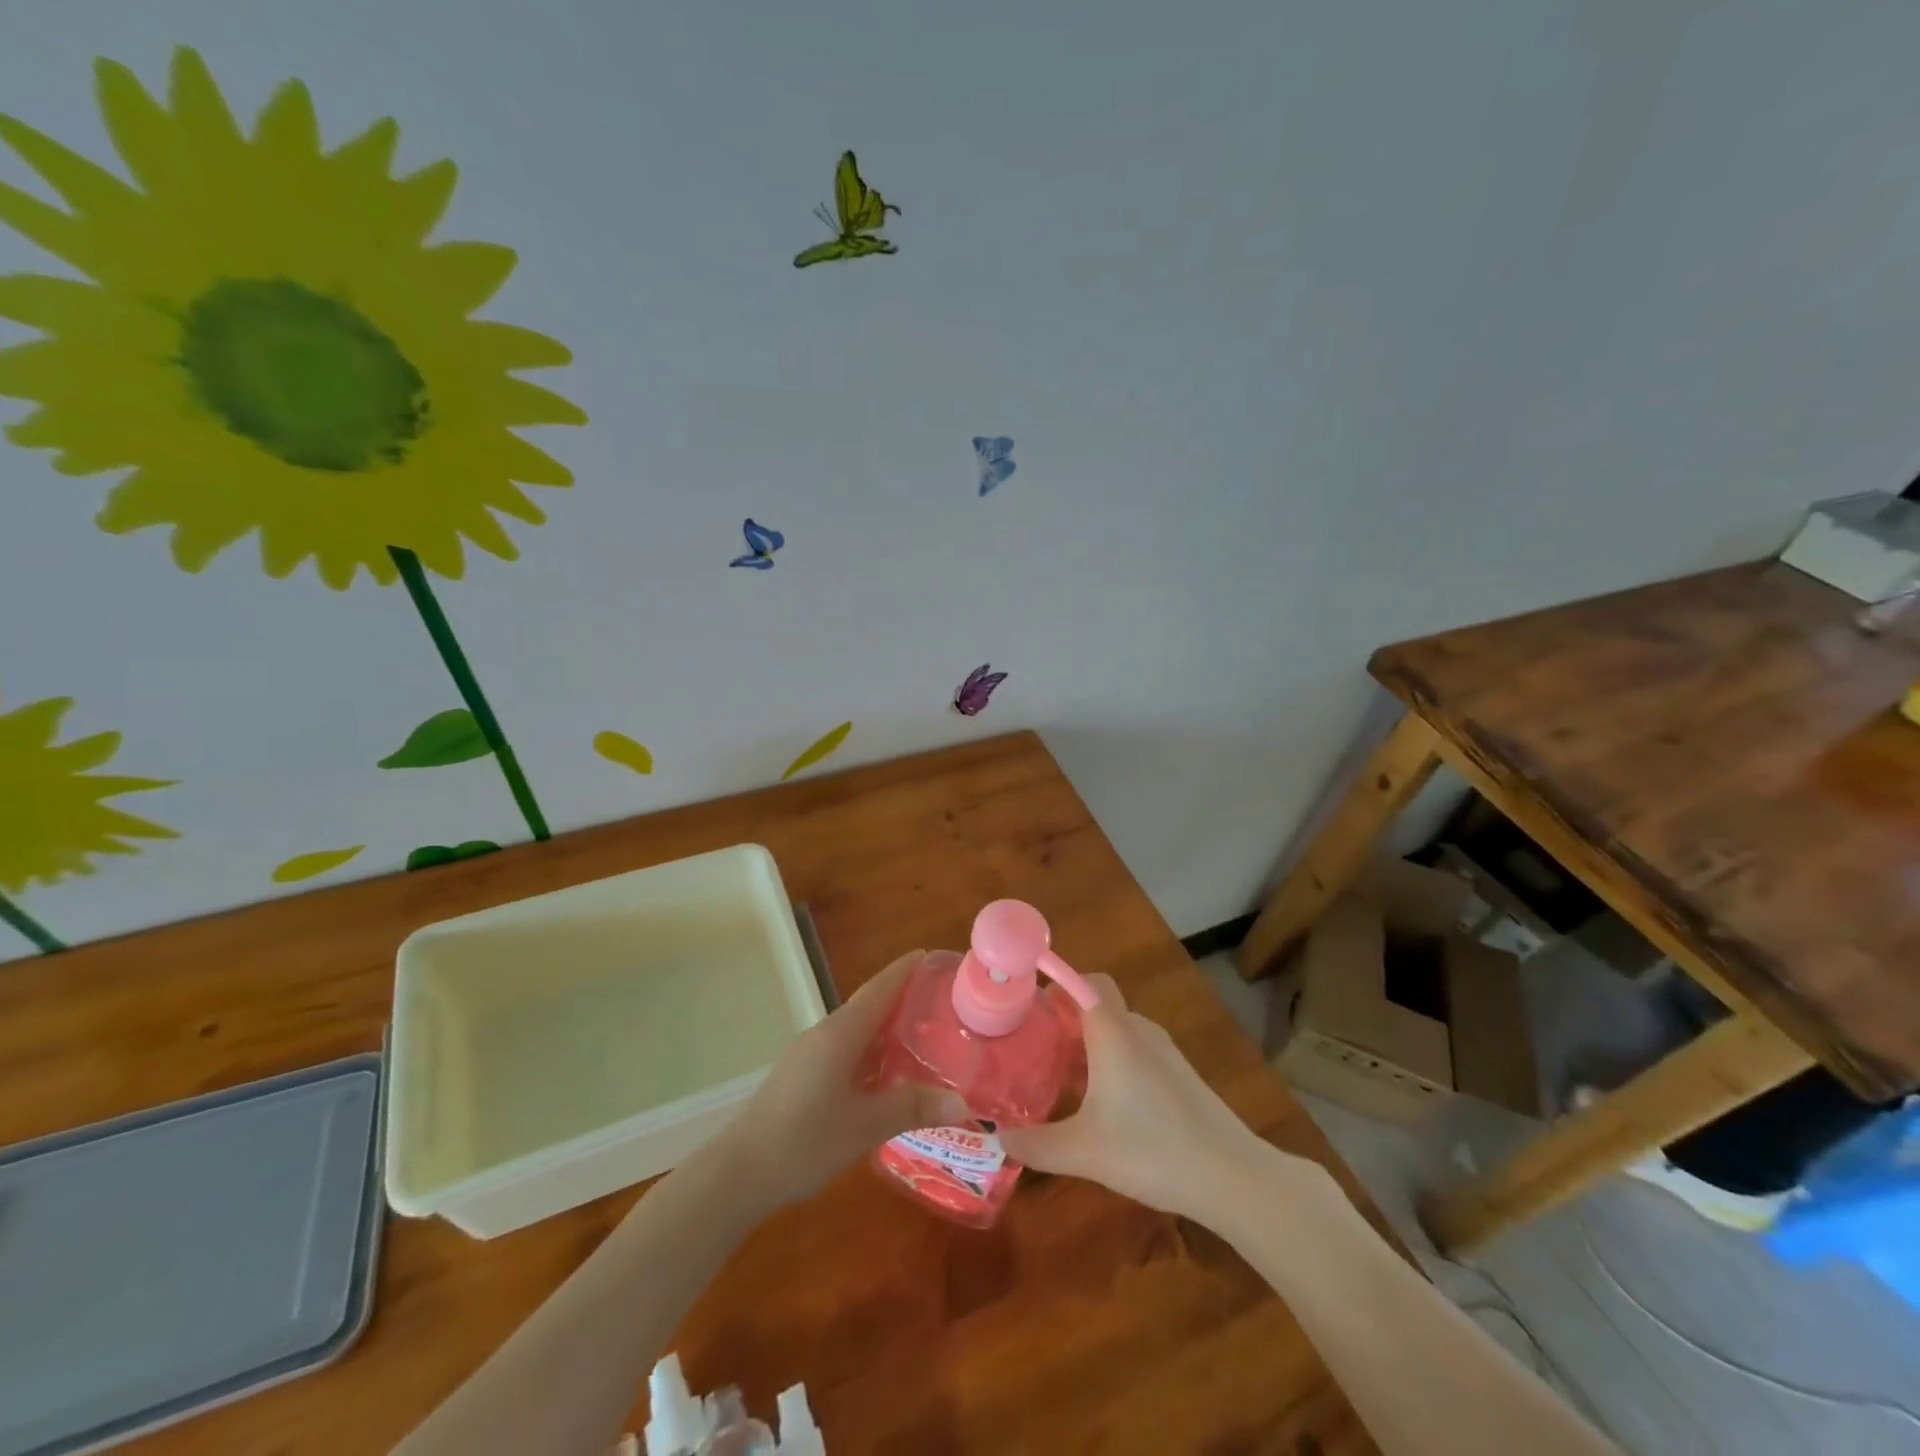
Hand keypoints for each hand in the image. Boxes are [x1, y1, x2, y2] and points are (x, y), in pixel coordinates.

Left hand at [714, 949, 967, 1211]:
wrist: (738, 1173)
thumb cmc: (804, 1141)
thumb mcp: (864, 1126)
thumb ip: (911, 1108)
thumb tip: (962, 1102)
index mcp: (840, 1034)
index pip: (879, 989)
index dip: (904, 970)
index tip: (930, 954)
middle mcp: (825, 1034)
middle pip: (869, 1005)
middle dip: (902, 998)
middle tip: (940, 999)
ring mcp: (810, 1054)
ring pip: (856, 1030)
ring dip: (886, 1028)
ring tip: (922, 1034)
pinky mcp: (802, 1075)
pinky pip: (845, 1050)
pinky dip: (871, 1051)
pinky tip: (887, 1073)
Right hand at [997, 974, 1277, 1220]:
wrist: (1230, 1176)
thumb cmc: (1151, 1150)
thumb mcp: (1083, 1151)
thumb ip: (1036, 1145)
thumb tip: (998, 1139)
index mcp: (1113, 1032)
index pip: (1086, 980)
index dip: (1058, 982)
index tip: (1029, 1005)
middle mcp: (1138, 1030)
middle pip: (1098, 1004)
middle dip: (1066, 1017)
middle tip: (1036, 1046)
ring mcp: (1164, 1052)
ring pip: (1118, 1030)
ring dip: (1090, 1042)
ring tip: (1062, 1075)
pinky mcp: (1180, 1075)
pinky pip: (1136, 1051)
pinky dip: (1114, 1061)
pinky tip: (1104, 1103)